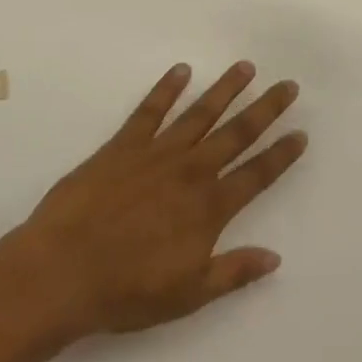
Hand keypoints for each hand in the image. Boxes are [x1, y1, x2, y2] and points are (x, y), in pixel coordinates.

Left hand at [6, 62, 307, 336]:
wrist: (61, 272)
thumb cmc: (126, 290)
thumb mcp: (188, 294)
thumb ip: (233, 272)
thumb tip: (275, 257)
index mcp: (209, 208)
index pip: (256, 175)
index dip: (281, 155)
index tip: (300, 133)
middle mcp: (189, 172)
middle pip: (237, 134)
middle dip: (265, 109)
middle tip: (288, 86)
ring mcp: (155, 154)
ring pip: (199, 114)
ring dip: (225, 89)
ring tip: (246, 68)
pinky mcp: (121, 147)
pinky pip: (149, 111)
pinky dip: (166, 89)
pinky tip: (181, 71)